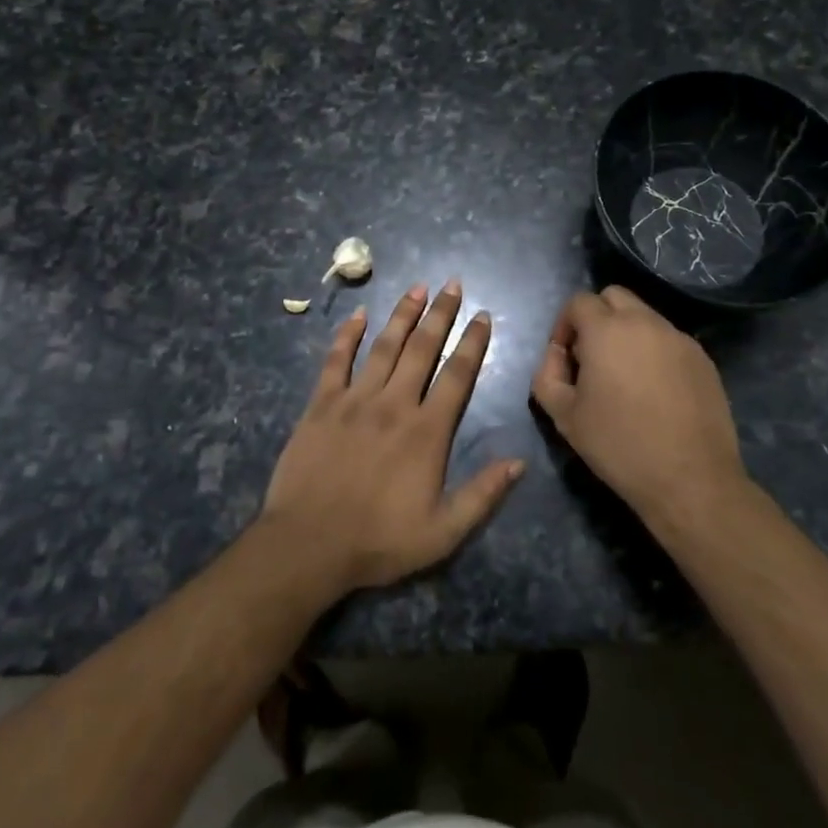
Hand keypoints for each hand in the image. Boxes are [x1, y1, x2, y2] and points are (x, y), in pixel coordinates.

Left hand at [261, 280, 524, 596]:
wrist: (308, 544)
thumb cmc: (378, 541)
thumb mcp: (443, 533)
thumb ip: (483, 495)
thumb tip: (520, 461)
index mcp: (426, 431)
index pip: (457, 376)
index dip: (473, 343)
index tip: (483, 315)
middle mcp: (394, 404)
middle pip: (422, 349)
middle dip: (441, 314)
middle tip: (453, 284)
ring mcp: (355, 399)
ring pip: (384, 346)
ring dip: (402, 315)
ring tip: (417, 287)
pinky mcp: (321, 404)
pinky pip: (336, 361)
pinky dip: (346, 335)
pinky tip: (357, 315)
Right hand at [530, 286, 746, 522]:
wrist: (690, 480)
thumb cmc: (619, 445)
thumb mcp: (563, 416)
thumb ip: (547, 374)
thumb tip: (557, 355)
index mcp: (607, 329)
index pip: (578, 301)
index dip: (564, 324)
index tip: (565, 357)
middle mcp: (645, 322)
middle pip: (614, 296)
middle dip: (596, 317)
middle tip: (592, 357)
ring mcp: (679, 338)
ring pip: (644, 316)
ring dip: (627, 333)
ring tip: (625, 376)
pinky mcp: (703, 359)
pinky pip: (669, 340)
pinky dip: (654, 351)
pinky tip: (655, 391)